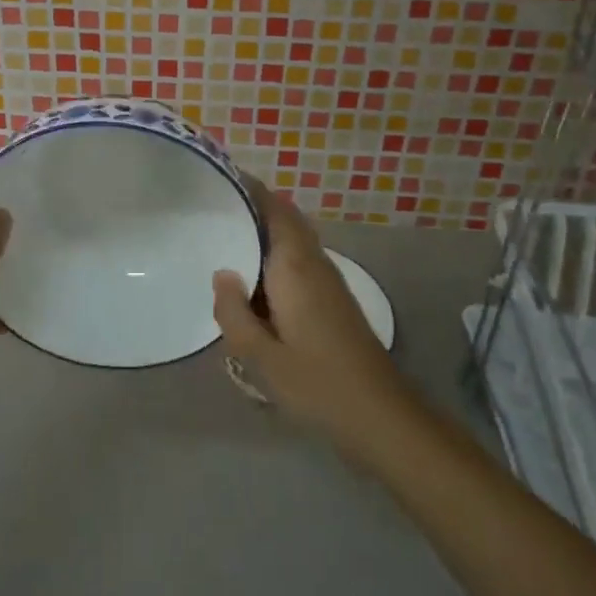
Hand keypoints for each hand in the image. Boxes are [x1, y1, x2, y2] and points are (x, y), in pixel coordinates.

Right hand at [212, 178, 418, 453]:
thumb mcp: (263, 357)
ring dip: (263, 232)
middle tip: (213, 210)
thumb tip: (221, 273)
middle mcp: (313, 261)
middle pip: (283, 217)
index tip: (219, 180)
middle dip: (252, 207)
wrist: (382, 415)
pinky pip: (298, 259)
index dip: (248, 189)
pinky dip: (274, 255)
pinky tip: (253, 281)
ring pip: (292, 239)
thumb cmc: (319, 384)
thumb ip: (234, 314)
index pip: (273, 208)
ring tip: (225, 239)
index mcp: (295, 265)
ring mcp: (327, 279)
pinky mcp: (332, 298)